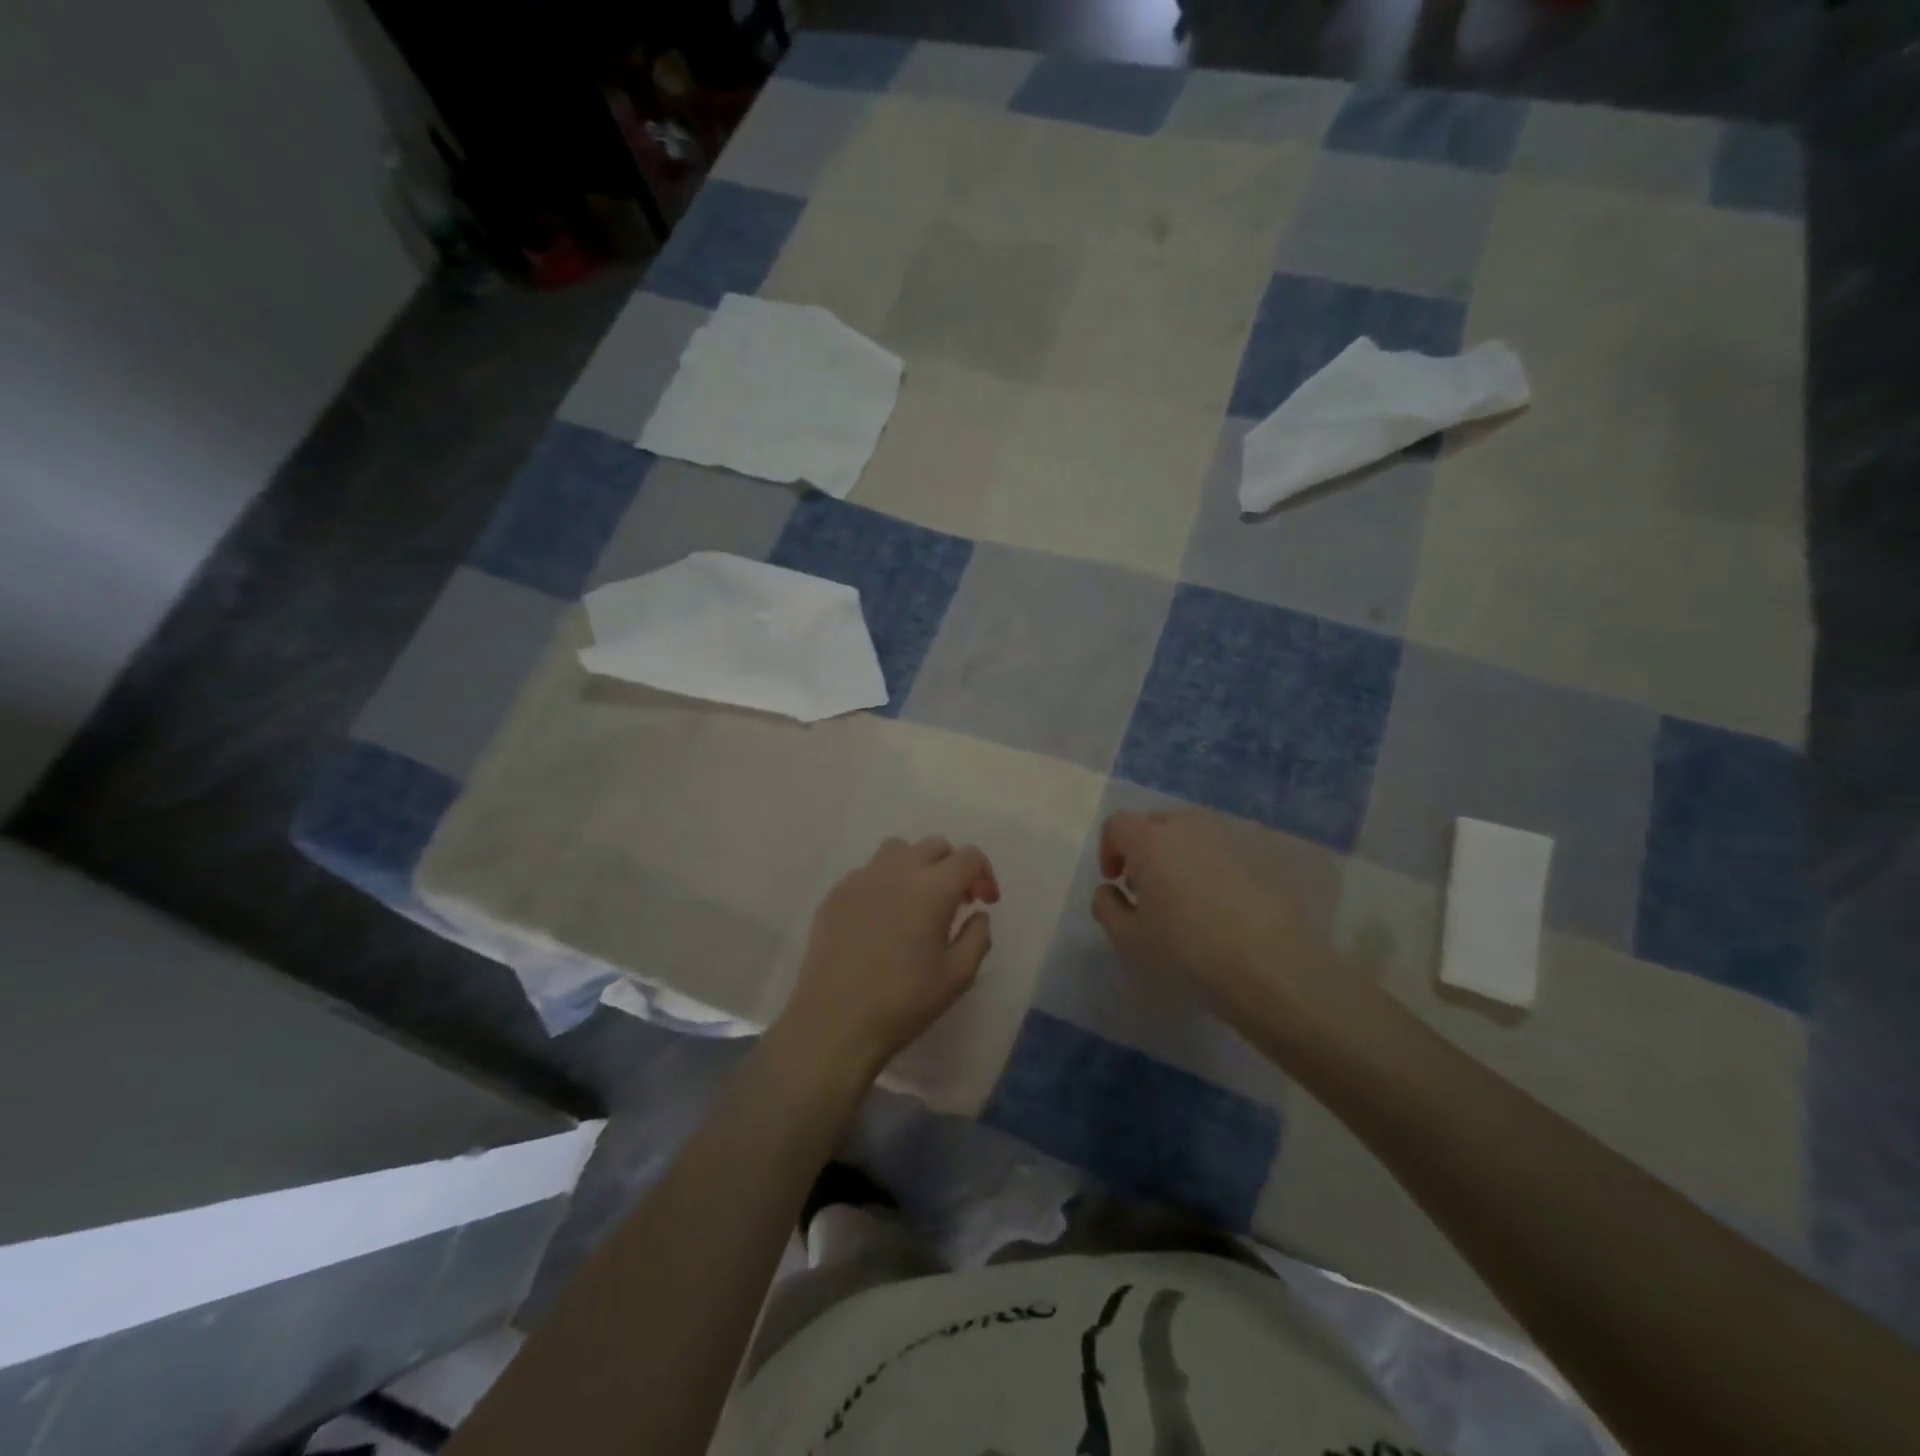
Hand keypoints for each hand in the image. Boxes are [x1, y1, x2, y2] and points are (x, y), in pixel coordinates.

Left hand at [777, 836, 1000, 1078]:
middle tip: (955, 901)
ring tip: (916, 901)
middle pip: (934, 846)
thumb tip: (977, 914)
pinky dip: (884, 883)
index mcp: (932, 888)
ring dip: (916, 866)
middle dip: (952, 867)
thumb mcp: (958, 976)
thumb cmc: (904, 1001)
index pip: (968, 857)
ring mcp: (861, 878)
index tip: (984, 903)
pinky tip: (881, 918)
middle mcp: (897, 871)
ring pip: (897, 850)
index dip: (984, 875)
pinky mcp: (836, 894)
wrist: (834, 1021)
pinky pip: (868, 872)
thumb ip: (978, 937)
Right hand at [1091, 810, 1380, 1048]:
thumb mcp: (1129, 939)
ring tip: (1183, 897)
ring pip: (1190, 835)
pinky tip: (1218, 905)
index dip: (1110, 848)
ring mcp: (1226, 838)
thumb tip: (1109, 890)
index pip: (1118, 823)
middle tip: (1146, 889)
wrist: (1269, 965)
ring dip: (1176, 855)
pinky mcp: (1257, 856)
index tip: (1116, 880)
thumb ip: (1106, 907)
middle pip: (1155, 823)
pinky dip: (1209, 867)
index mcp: (1150, 840)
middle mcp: (1187, 827)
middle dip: (1143, 849)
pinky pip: (1220, 851)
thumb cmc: (1186, 950)